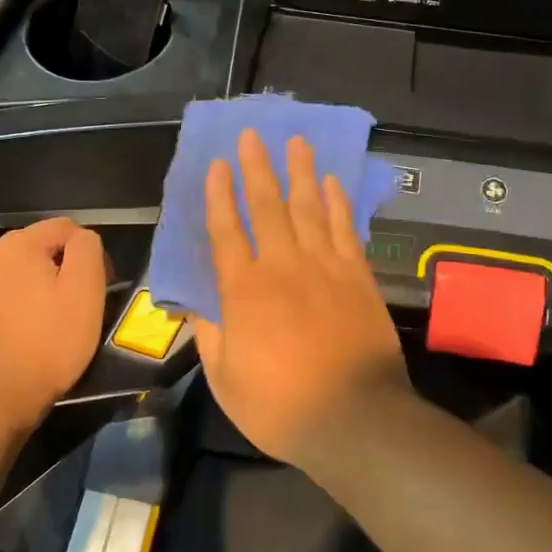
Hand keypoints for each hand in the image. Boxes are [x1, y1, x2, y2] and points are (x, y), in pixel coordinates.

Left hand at [0, 219, 107, 428]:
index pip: (65, 228)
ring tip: (44, 327)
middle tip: (72, 309)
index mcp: (17, 244)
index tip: (97, 289)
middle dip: (56, 271)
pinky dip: (7, 312)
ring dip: (30, 291)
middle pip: (35, 251)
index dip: (88, 254)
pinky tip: (16, 340)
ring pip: (11, 276)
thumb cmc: (46, 344)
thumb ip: (88, 250)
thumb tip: (82, 238)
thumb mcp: (85, 292)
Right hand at [194, 130, 409, 465]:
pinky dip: (338, 202)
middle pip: (267, 206)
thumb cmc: (282, 406)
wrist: (355, 417)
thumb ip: (209, 336)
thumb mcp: (227, 381)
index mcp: (245, 291)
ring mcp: (325, 267)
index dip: (220, 195)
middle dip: (257, 168)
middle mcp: (284, 266)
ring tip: (296, 141)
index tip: (217, 164)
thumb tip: (194, 304)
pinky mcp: (357, 276)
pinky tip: (333, 182)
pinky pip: (345, 229)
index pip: (227, 231)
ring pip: (309, 208)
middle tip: (253, 135)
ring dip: (301, 172)